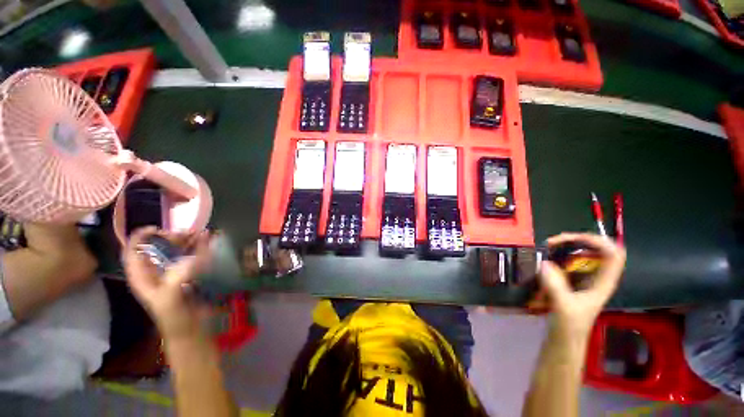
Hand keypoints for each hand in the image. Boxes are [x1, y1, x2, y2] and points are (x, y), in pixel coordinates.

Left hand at [123, 227, 210, 340]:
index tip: (157, 228)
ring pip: (177, 250)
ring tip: (202, 233)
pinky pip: (194, 255)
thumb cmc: (175, 319)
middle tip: (189, 232)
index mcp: (143, 277)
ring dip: (189, 240)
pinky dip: (201, 246)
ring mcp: (175, 272)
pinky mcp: (192, 274)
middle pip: (158, 248)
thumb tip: (192, 258)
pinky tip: (209, 239)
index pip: (134, 252)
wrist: (193, 331)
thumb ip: (176, 279)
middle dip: (172, 237)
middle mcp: (157, 272)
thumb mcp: (170, 300)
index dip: (140, 238)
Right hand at [539, 233, 625, 338]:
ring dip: (567, 245)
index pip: (613, 255)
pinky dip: (558, 253)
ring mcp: (584, 278)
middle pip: (597, 249)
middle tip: (553, 241)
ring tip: (548, 245)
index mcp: (603, 283)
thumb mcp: (563, 307)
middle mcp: (596, 277)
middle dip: (577, 240)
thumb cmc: (569, 326)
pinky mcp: (571, 280)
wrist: (563, 340)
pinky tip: (546, 255)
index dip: (600, 242)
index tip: (574, 239)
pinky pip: (568, 260)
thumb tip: (544, 263)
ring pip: (582, 253)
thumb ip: (556, 286)